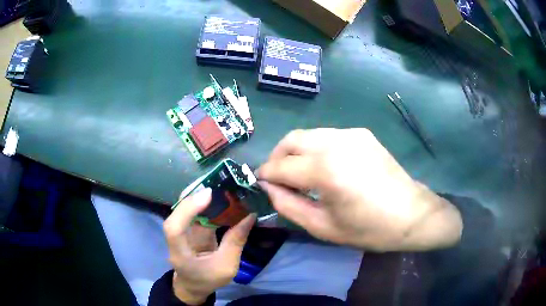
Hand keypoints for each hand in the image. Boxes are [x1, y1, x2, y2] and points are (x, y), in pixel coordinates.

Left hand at [163, 188, 255, 304]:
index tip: (208, 195)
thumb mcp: (227, 267)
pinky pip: (196, 213)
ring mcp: (181, 231)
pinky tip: (222, 197)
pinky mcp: (188, 229)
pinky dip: (208, 204)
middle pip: (178, 212)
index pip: (174, 228)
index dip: (187, 209)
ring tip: (223, 185)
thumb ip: (236, 242)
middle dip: (196, 194)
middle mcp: (176, 238)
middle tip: (218, 182)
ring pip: (187, 208)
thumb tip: (250, 215)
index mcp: (180, 253)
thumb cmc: (208, 280)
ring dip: (203, 196)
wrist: (193, 286)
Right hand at [258, 128, 461, 251]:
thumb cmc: (369, 229)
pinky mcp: (361, 134)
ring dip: (295, 151)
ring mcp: (351, 134)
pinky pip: (327, 136)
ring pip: (308, 134)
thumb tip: (268, 187)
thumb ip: (289, 205)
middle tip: (276, 177)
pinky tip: (323, 167)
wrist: (411, 214)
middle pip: (291, 140)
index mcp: (326, 171)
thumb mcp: (323, 227)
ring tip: (298, 173)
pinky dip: (315, 148)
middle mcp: (336, 143)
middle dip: (276, 157)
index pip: (281, 166)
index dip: (265, 175)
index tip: (259, 183)